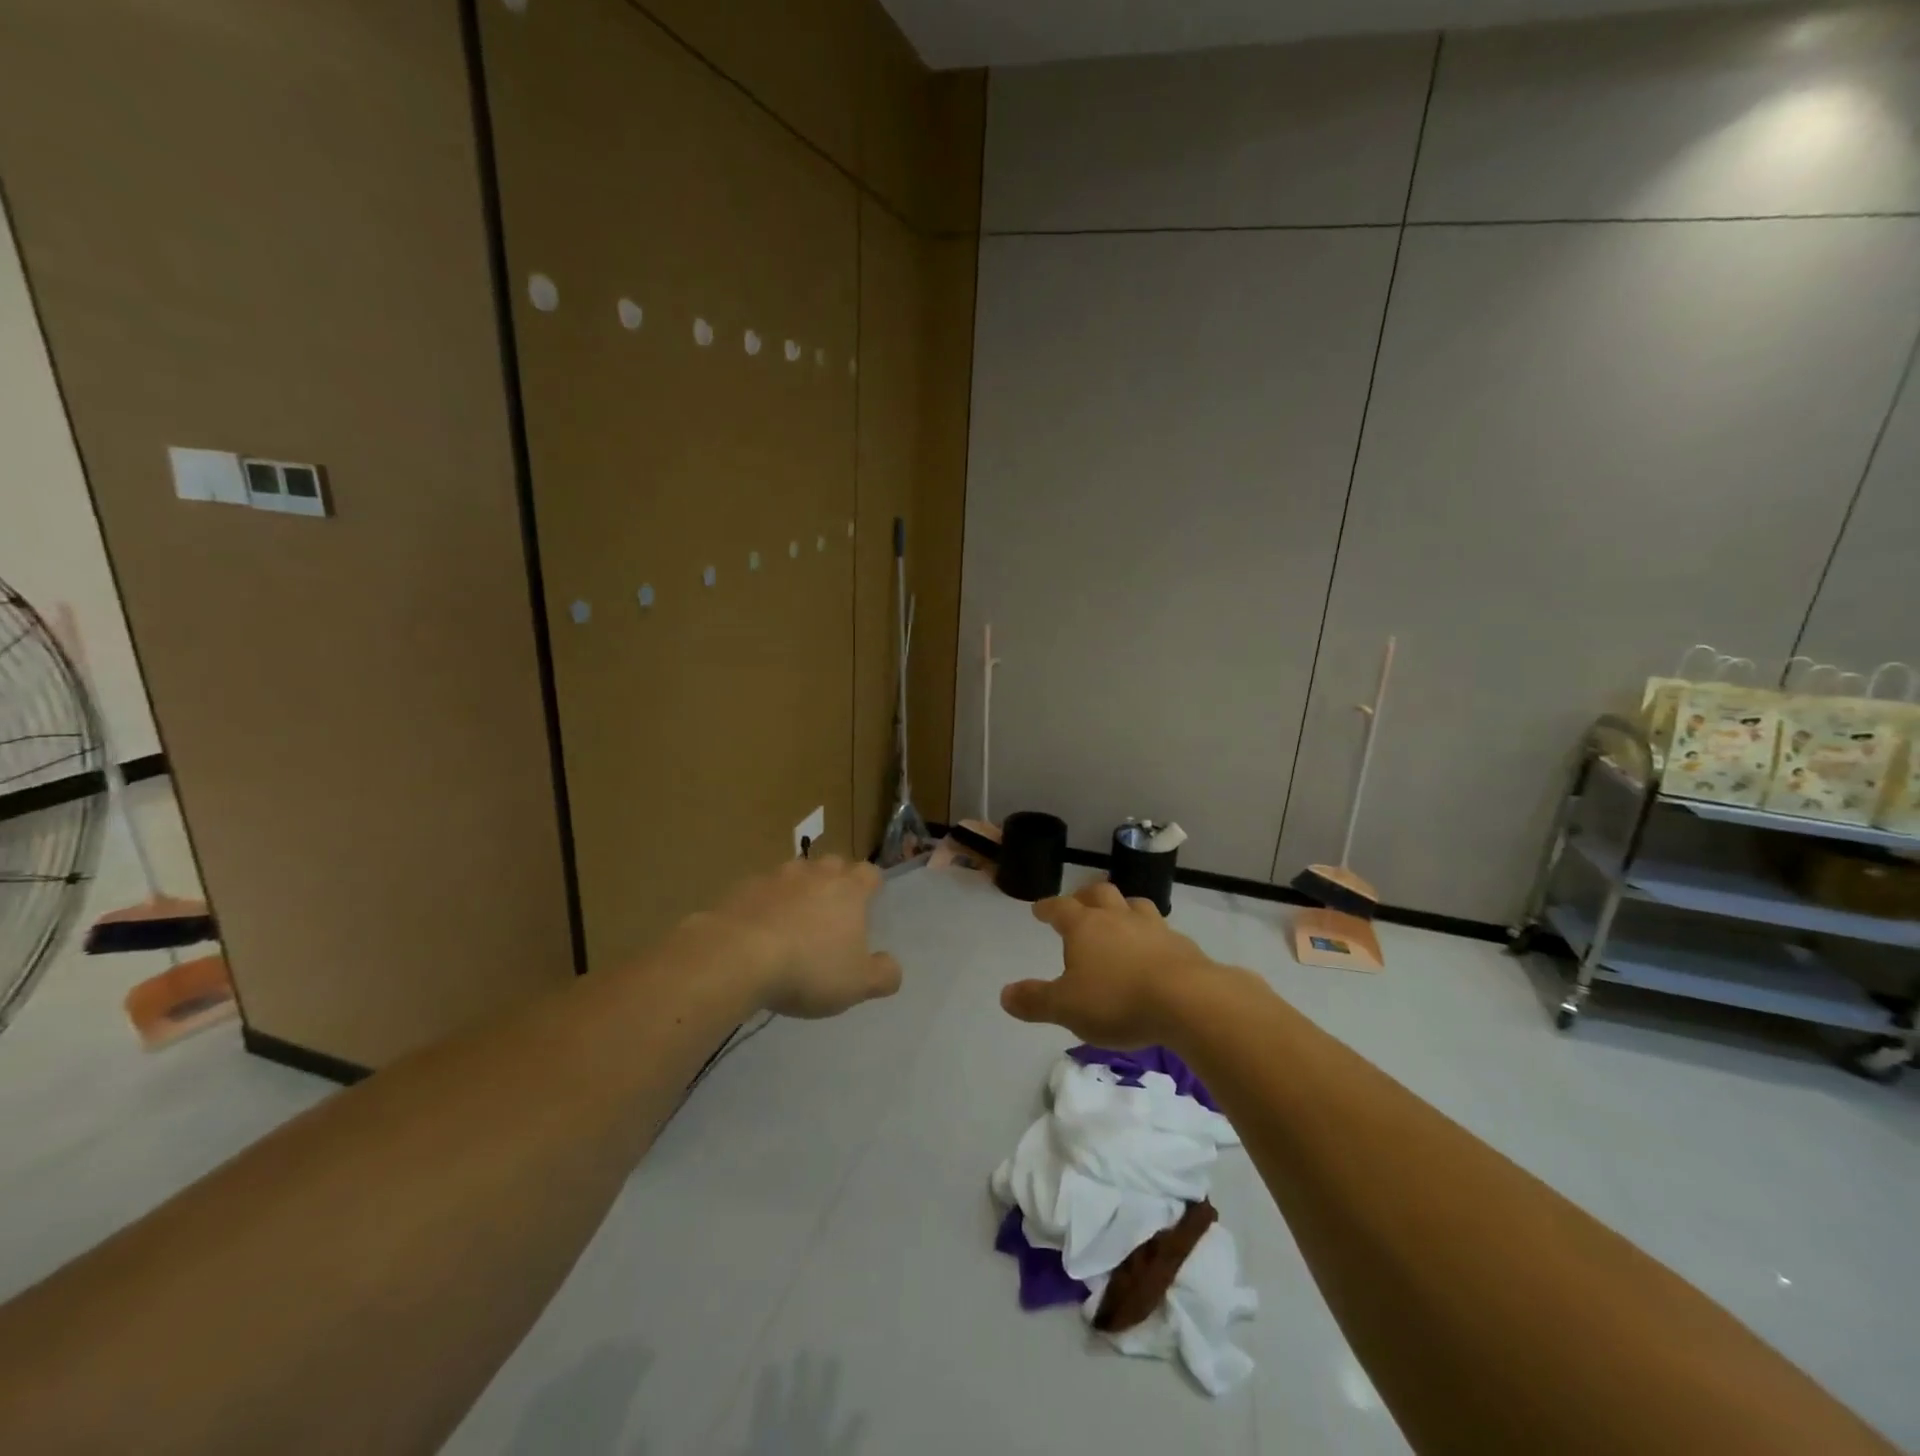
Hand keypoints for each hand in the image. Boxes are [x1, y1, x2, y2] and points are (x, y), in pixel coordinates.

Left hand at [700, 856, 902, 1019]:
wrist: (737, 956)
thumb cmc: (808, 968)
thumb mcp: (857, 984)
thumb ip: (883, 975)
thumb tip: (892, 967)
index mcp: (849, 889)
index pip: (870, 873)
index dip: (872, 884)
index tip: (870, 900)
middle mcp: (815, 874)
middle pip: (833, 865)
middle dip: (835, 881)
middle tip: (833, 911)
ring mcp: (776, 877)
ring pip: (795, 874)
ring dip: (798, 891)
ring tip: (794, 921)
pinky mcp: (742, 889)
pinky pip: (761, 891)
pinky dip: (765, 905)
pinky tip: (759, 931)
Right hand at [1000, 880, 1212, 1048]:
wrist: (1188, 1001)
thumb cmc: (1117, 1000)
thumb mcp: (1066, 1007)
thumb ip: (1035, 1000)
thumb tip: (1005, 994)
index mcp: (1085, 926)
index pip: (1060, 908)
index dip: (1047, 907)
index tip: (1039, 909)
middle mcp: (1118, 917)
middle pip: (1100, 893)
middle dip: (1086, 895)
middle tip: (1079, 904)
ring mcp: (1153, 927)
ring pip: (1134, 904)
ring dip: (1122, 907)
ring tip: (1119, 918)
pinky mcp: (1181, 945)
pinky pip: (1161, 930)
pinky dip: (1151, 934)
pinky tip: (1153, 950)